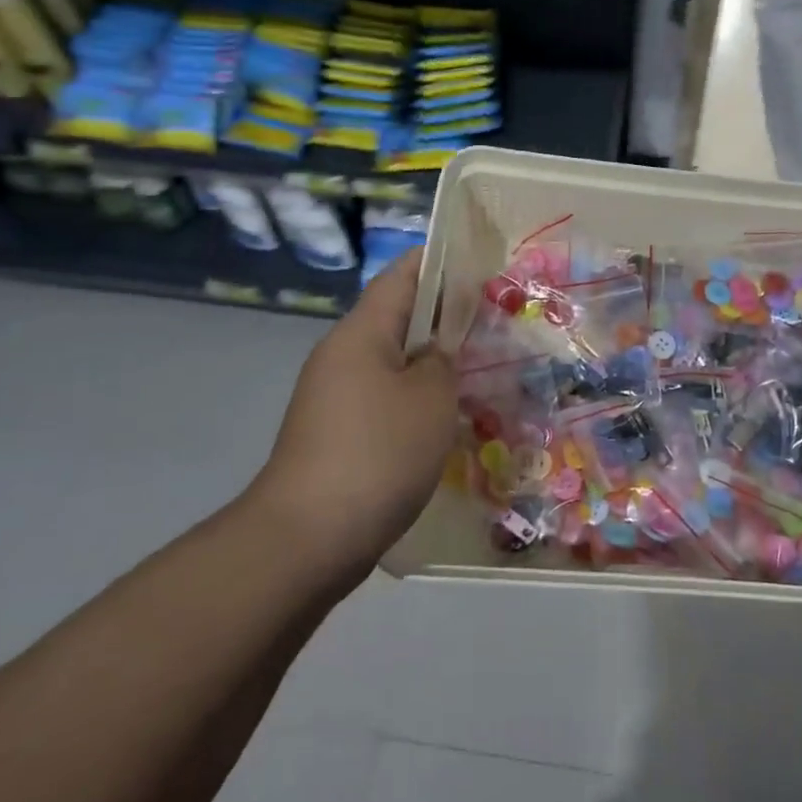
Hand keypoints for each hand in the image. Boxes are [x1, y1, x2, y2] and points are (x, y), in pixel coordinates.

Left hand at [248, 252, 456, 576]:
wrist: (307, 540)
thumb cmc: (377, 453)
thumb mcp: (430, 399)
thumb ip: (443, 362)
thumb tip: (437, 352)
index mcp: (362, 333)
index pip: (403, 276)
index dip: (440, 261)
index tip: (480, 262)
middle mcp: (342, 356)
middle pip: (398, 319)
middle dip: (445, 317)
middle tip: (495, 322)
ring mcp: (334, 398)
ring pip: (394, 364)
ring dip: (433, 363)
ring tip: (481, 369)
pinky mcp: (336, 435)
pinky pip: (384, 400)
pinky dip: (416, 400)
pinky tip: (448, 418)